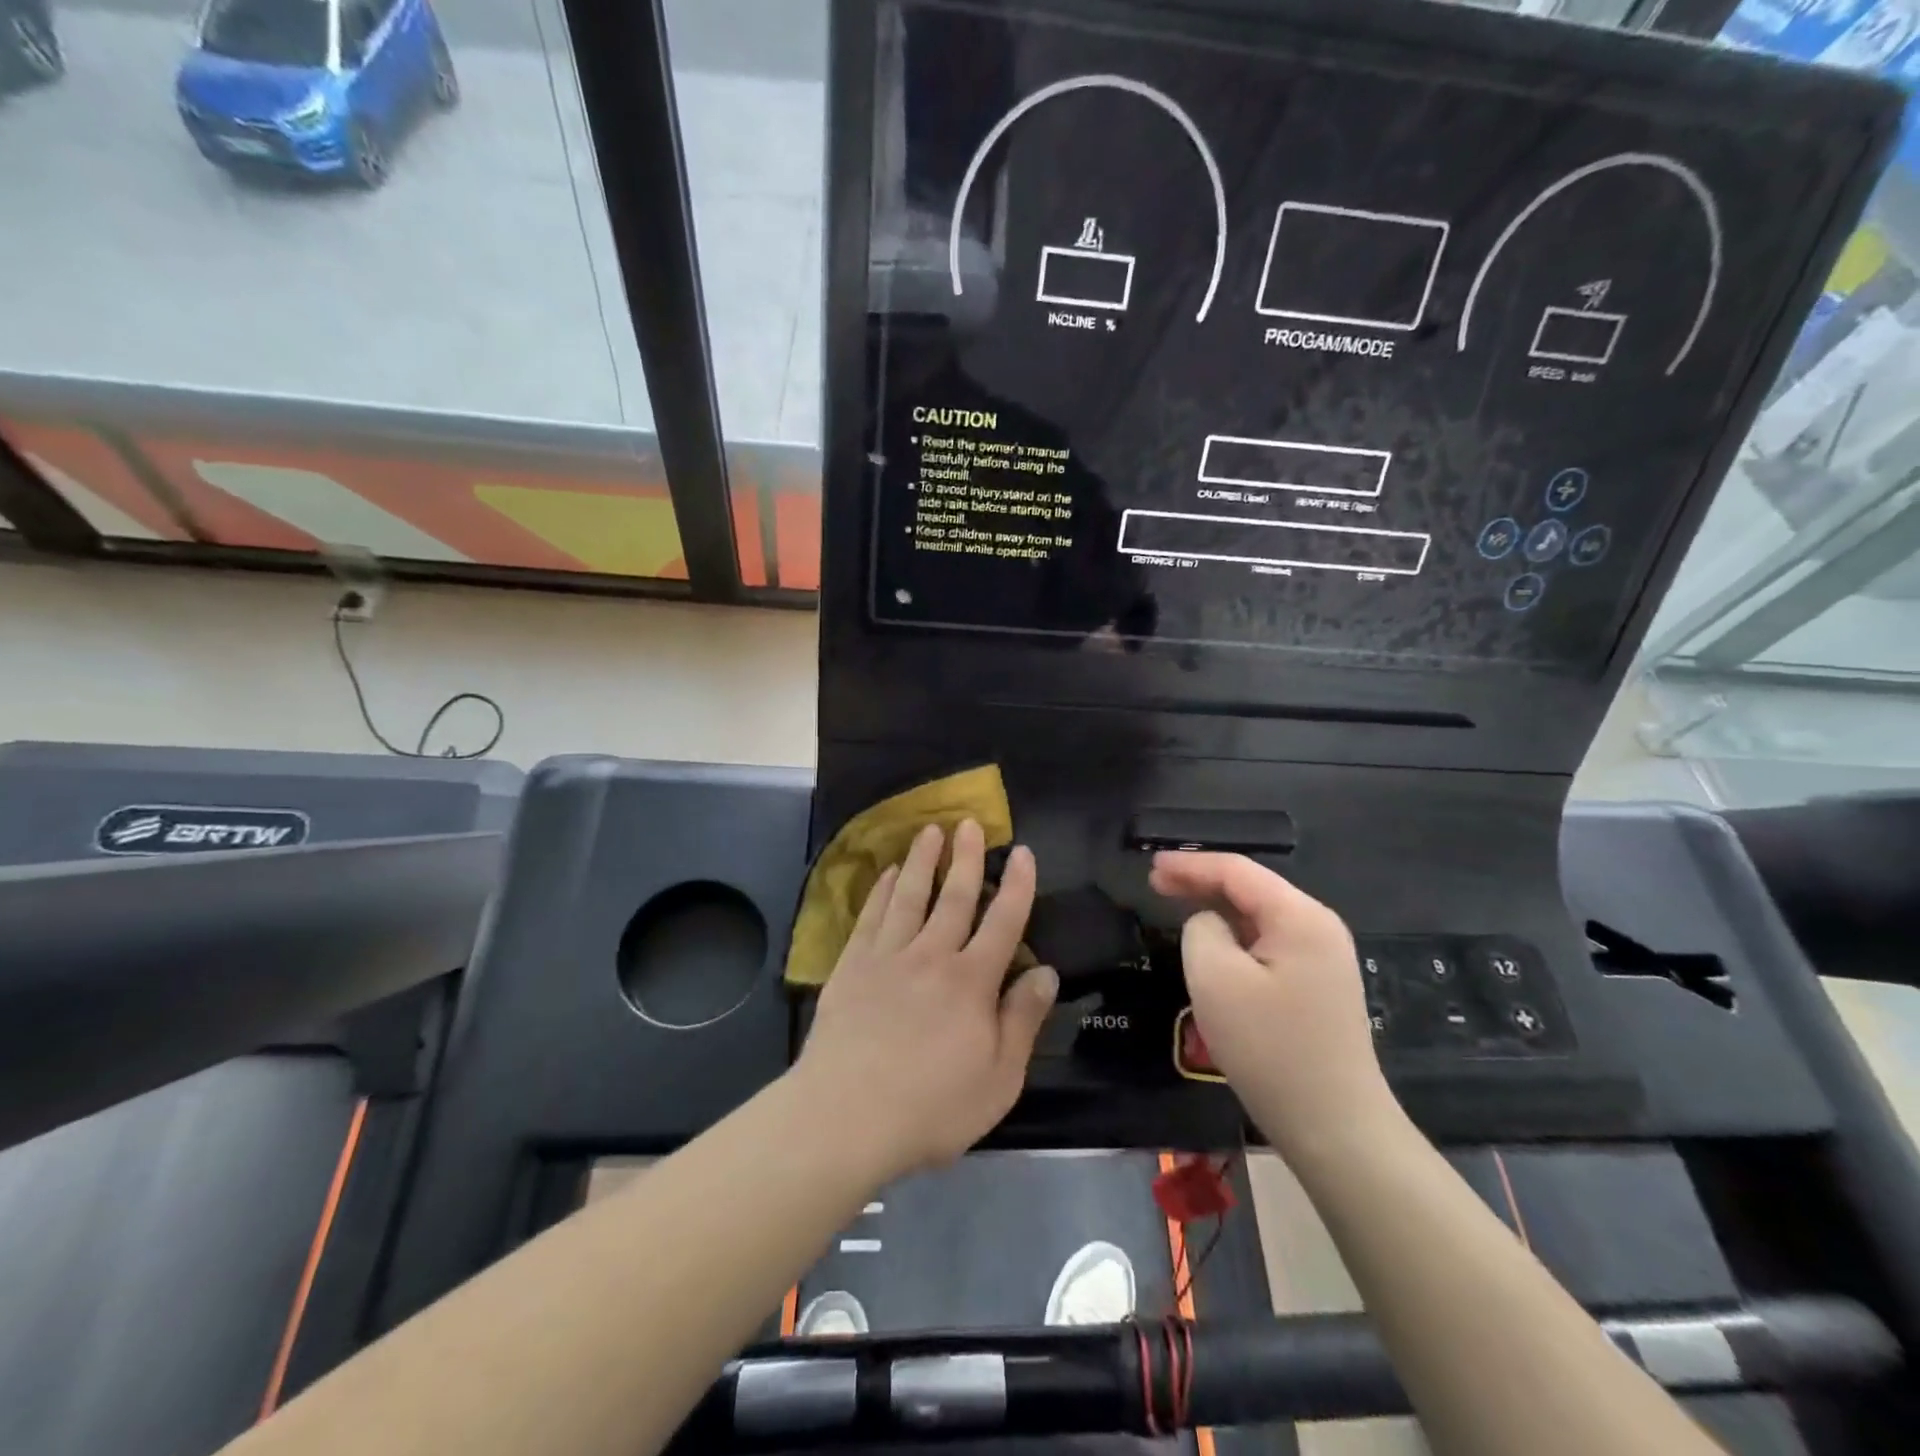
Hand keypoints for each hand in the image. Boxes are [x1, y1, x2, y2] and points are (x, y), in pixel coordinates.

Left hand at [794, 820, 1058, 1180]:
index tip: (1022, 851)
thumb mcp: (998, 1079)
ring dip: (922, 861)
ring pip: (909, 896)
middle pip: (954, 897)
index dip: (1017, 884)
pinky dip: (879, 892)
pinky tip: (885, 875)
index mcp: (972, 981)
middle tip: (970, 823)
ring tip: (930, 831)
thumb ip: (1023, 1020)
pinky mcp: (852, 967)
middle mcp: (932, 956)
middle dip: (966, 857)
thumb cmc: (931, 1107)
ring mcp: (887, 957)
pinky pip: (870, 918)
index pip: (1004, 921)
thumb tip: (1047, 971)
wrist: (845, 1116)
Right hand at [1150, 852, 1395, 1160]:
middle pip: (1251, 888)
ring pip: (1259, 917)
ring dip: (1218, 910)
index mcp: (1300, 916)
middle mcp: (1318, 927)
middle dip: (1202, 883)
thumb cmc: (1270, 1048)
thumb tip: (1208, 923)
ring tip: (1178, 908)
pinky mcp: (1319, 986)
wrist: (1335, 1127)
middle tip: (1156, 885)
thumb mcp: (1215, 979)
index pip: (1237, 871)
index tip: (1150, 867)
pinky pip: (1269, 944)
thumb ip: (1200, 929)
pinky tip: (1214, 946)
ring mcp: (1324, 958)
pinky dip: (1236, 936)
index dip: (1190, 864)